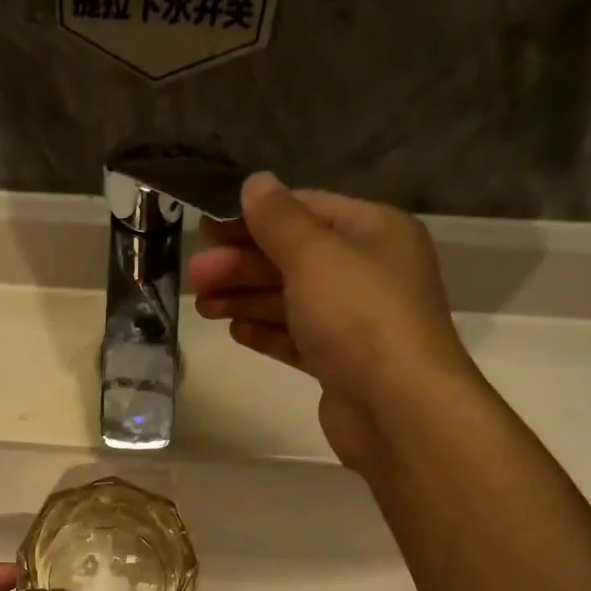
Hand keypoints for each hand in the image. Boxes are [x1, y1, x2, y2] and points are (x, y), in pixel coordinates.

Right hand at [188, 172, 471, 471]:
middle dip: (241, 264)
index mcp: (373, 231)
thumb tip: (256, 183)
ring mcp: (355, 321)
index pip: (306, 210)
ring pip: (291, 300)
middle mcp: (367, 271)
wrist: (397, 407)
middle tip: (194, 275)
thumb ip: (279, 220)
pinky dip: (267, 331)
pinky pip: (297, 339)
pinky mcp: (341, 364)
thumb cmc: (358, 316)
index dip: (254, 218)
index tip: (208, 230)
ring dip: (245, 298)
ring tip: (202, 306)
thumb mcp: (314, 255)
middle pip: (294, 258)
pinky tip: (235, 330)